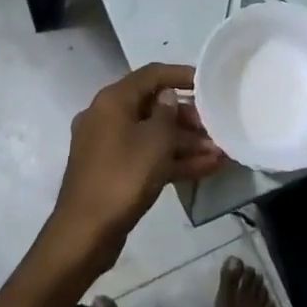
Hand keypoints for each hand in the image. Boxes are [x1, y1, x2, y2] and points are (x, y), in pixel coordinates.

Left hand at [40, 63, 222, 275]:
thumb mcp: (155, 141)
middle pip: (152, 106)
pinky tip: (206, 169)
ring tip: (220, 153)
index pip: (150, 74)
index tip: (207, 83)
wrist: (86, 232)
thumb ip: (168, 113)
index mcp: (112, 100)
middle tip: (215, 127)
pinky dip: (172, 161)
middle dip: (187, 118)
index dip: (180, 74)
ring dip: (185, 143)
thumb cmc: (123, 176)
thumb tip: (167, 97)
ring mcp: (108, 146)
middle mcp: (106, 117)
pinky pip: (146, 157)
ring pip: (152, 135)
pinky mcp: (113, 171)